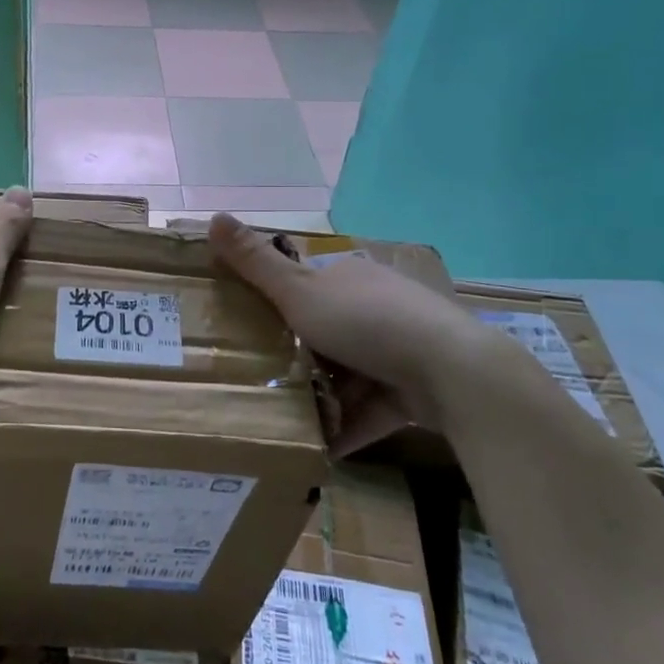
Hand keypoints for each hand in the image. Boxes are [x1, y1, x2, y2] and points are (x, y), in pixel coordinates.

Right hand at [207, 212, 489, 454]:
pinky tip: (320, 448)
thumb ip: (255, 262)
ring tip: (283, 420)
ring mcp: (400, 349)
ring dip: (322, 396)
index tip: (247, 330)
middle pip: (325, 332)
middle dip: (298, 357)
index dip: (277, 305)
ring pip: (348, 374)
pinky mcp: (415, 390)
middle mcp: (376, 306)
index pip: (306, 286)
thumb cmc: (366, 322)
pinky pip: (371, 408)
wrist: (451, 373)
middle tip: (260, 379)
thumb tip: (212, 215)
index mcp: (349, 278)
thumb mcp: (299, 291)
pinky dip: (348, 425)